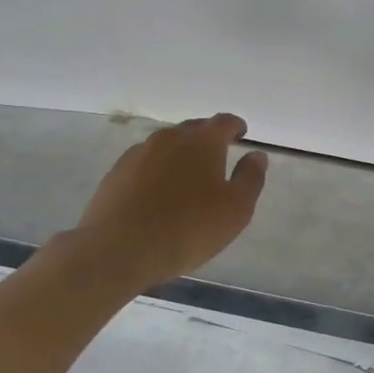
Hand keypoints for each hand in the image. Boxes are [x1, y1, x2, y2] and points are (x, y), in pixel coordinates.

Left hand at [68, 113, 267, 288]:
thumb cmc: (188, 229)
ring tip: (187, 180)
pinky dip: (157, 171)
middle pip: (194, 130)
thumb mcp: (236, 209)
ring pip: (167, 146)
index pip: (224, 122)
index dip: (236, 127)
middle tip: (218, 159)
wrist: (118, 249)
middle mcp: (169, 138)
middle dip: (208, 139)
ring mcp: (138, 153)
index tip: (242, 135)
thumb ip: (250, 178)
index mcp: (203, 141)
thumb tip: (257, 155)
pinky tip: (158, 195)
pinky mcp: (116, 172)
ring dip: (181, 156)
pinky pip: (145, 164)